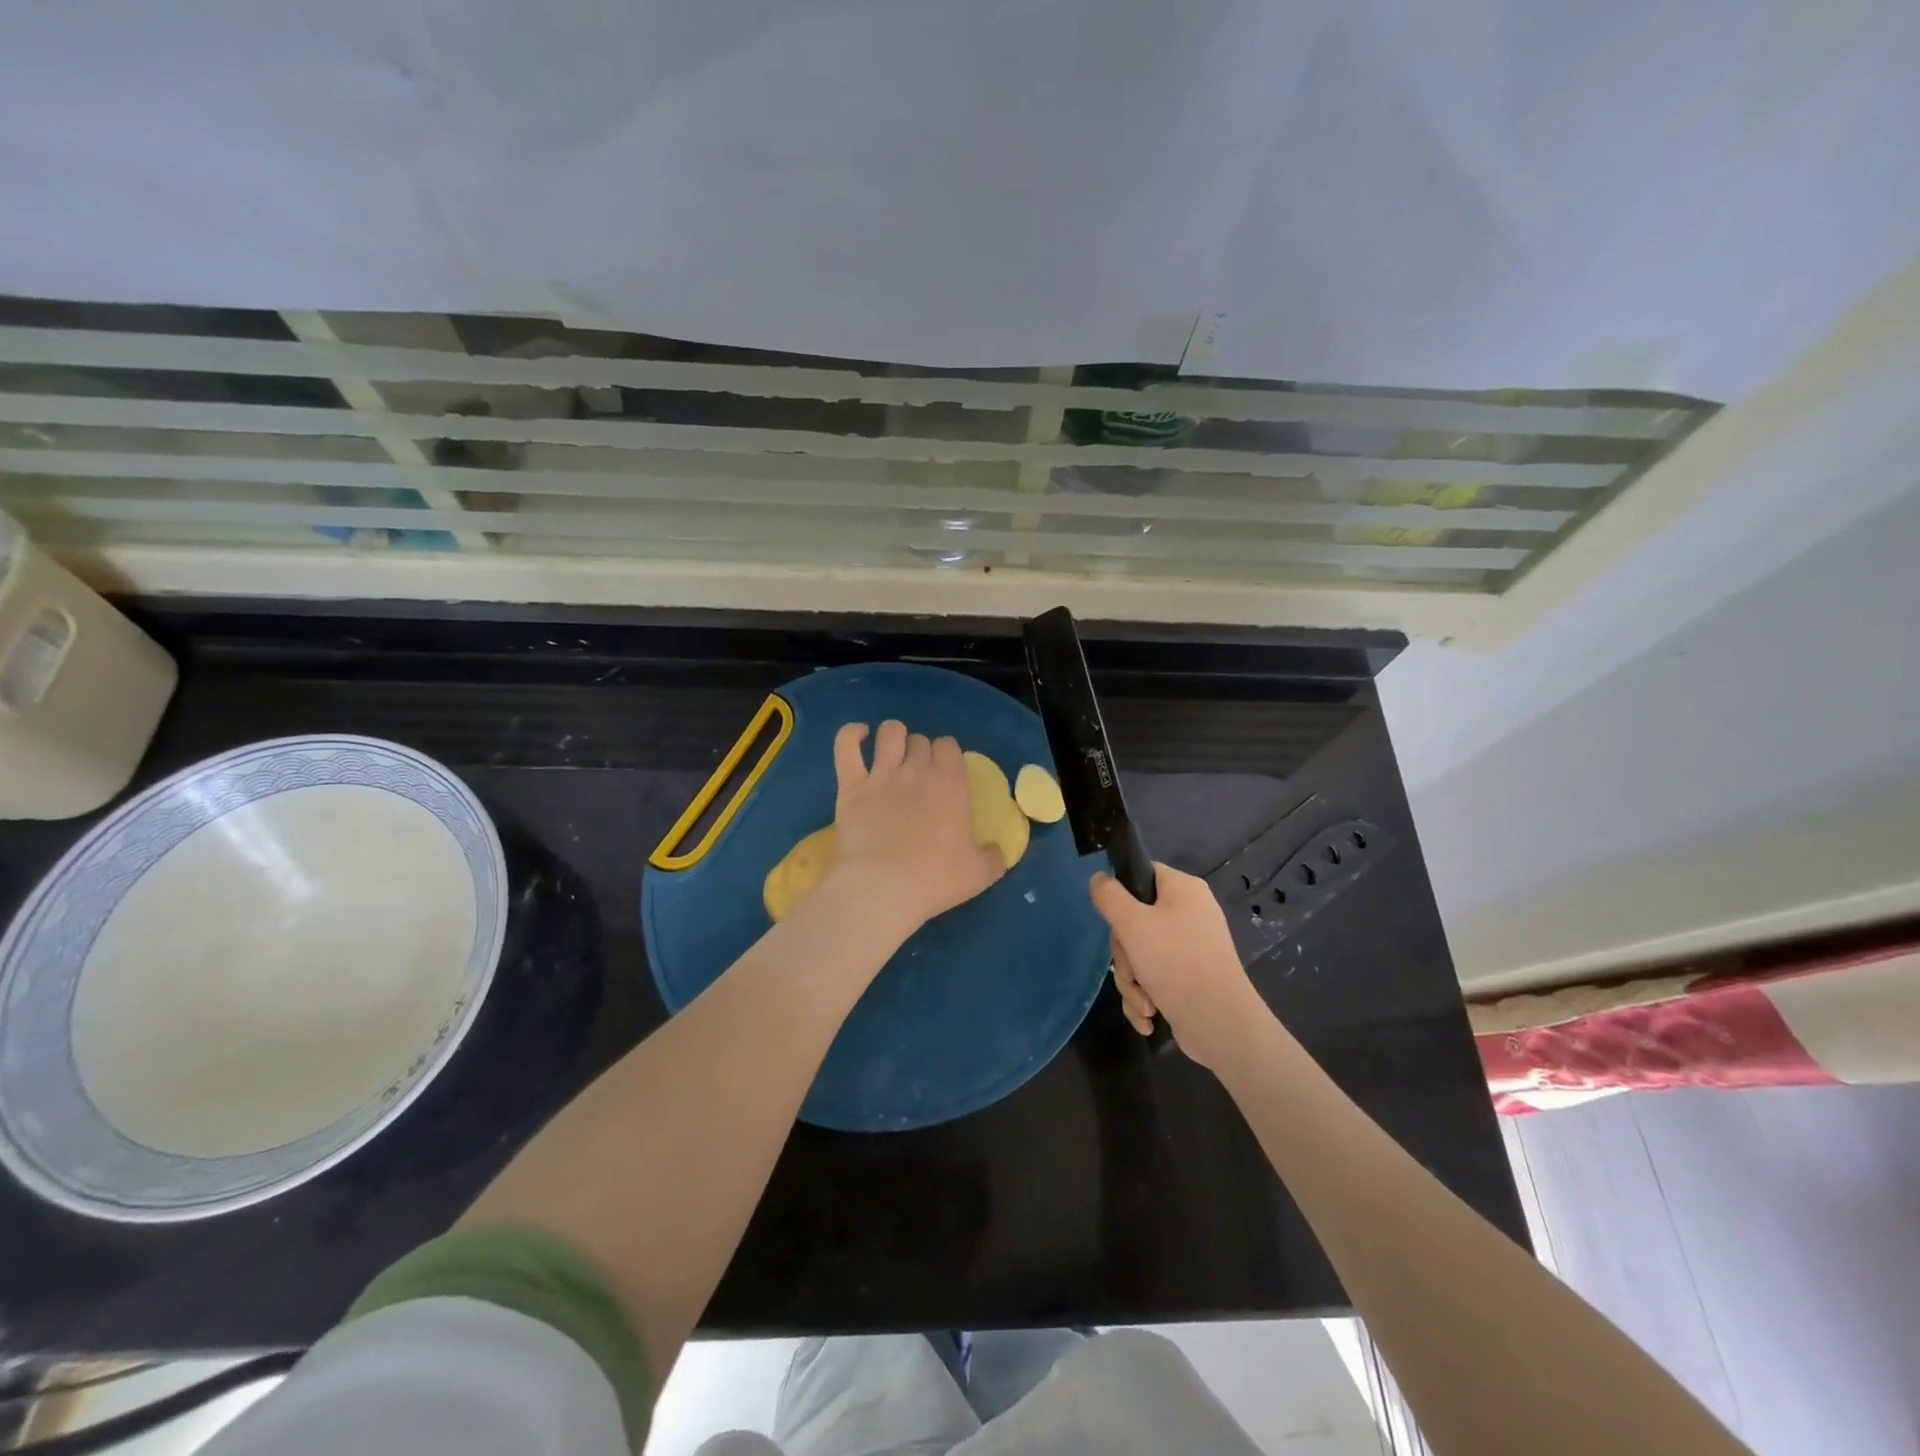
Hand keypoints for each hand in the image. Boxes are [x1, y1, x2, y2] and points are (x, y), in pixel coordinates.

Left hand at [828, 721, 1005, 935]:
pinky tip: (858, 735)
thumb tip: (998, 853)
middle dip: (920, 751)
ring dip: (893, 737)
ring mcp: (881, 775)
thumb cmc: (935, 879)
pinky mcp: (850, 786)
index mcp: (950, 783)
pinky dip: (851, 735)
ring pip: (889, 733)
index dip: (946, 755)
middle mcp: (917, 770)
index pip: (949, 746)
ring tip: (891, 751)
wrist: (883, 888)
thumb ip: (993, 858)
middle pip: (920, 741)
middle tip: (918, 773)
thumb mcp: (980, 874)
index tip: (945, 772)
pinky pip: (846, 746)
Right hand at [1091, 863, 1263, 1069]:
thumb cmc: (1176, 963)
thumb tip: (1099, 879)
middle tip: (1132, 970)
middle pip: (1135, 921)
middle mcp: (1189, 914)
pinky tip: (1149, 1017)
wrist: (1220, 1025)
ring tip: (1145, 1004)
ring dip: (1133, 982)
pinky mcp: (1188, 979)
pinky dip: (1146, 997)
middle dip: (1126, 955)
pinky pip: (1153, 978)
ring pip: (1140, 954)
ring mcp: (1190, 948)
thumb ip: (1109, 896)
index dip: (1122, 894)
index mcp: (1183, 890)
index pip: (1142, 874)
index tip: (1114, 920)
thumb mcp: (1132, 923)